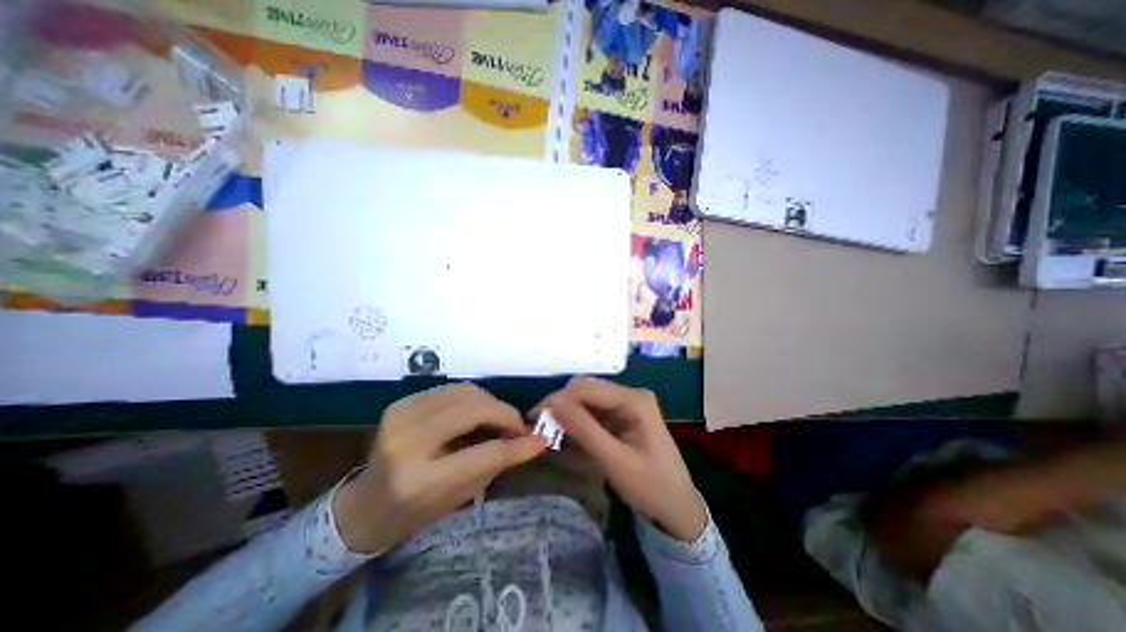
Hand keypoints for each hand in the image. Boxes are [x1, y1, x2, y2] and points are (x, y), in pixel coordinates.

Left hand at [331, 383, 546, 551]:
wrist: (364, 505)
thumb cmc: (415, 511)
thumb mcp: (459, 496)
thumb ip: (496, 463)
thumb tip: (532, 439)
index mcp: (419, 481)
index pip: (483, 454)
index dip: (517, 445)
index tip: (540, 438)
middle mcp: (407, 443)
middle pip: (473, 410)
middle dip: (505, 413)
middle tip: (518, 426)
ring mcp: (400, 417)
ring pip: (464, 392)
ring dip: (490, 403)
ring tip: (500, 418)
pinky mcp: (400, 404)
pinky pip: (451, 389)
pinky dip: (472, 398)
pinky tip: (477, 412)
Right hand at [537, 378, 700, 541]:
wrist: (678, 508)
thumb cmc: (650, 487)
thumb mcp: (614, 461)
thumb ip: (583, 429)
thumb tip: (553, 402)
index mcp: (634, 400)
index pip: (588, 389)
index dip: (559, 398)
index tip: (534, 416)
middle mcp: (632, 394)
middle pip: (587, 389)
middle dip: (562, 403)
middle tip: (540, 424)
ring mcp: (629, 403)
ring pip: (589, 398)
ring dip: (569, 411)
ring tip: (550, 429)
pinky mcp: (625, 414)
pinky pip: (596, 410)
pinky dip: (580, 419)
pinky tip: (569, 433)